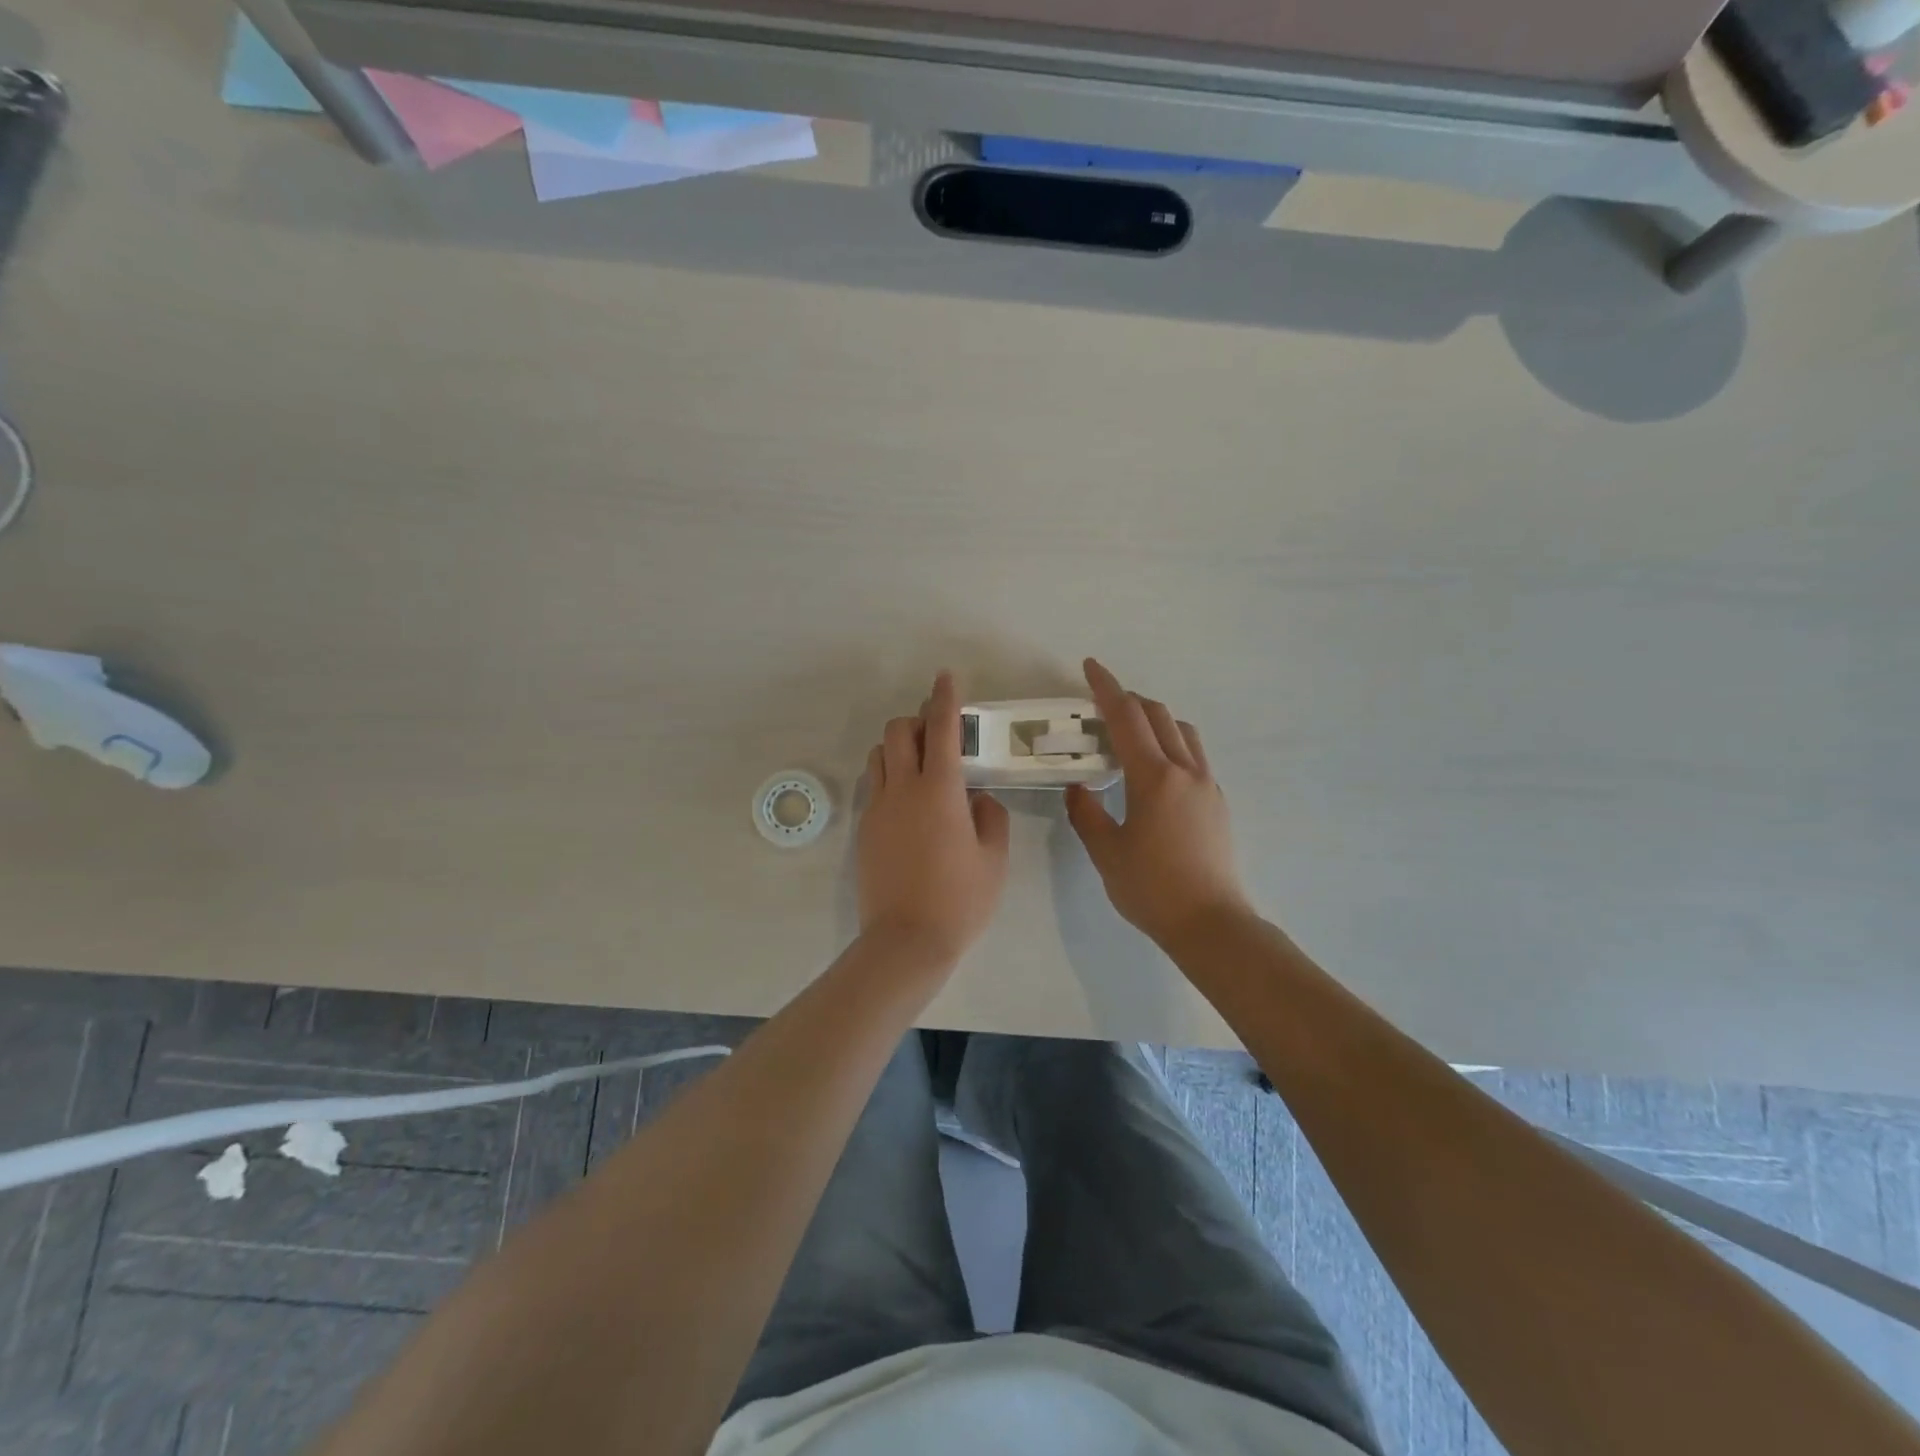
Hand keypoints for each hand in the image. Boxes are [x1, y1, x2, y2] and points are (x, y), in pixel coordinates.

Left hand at [857, 671, 1011, 966]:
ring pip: (878, 756)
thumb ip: (990, 817)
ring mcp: (877, 809)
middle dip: (916, 720)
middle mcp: (902, 789)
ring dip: (898, 748)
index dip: (944, 698)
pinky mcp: (864, 830)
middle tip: (938, 736)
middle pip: (897, 731)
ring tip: (921, 768)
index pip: (941, 729)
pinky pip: (873, 786)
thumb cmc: (960, 900)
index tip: (945, 677)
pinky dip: (889, 777)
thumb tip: (977, 799)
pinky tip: (908, 804)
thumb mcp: (994, 858)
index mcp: (939, 790)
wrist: (906, 941)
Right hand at [1065, 658, 1252, 947]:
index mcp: (1154, 778)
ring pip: (1183, 732)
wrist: (1211, 923)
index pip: (1127, 718)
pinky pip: (1194, 755)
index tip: (1091, 667)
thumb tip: (1078, 789)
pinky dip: (1171, 744)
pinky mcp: (1218, 802)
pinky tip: (1154, 771)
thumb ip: (1086, 814)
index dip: (1107, 689)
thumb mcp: (1106, 852)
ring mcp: (1208, 785)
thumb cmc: (1152, 889)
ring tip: (1130, 735)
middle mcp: (1186, 771)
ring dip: (1155, 720)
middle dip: (1130, 700)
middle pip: (1159, 715)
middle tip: (1102, 705)